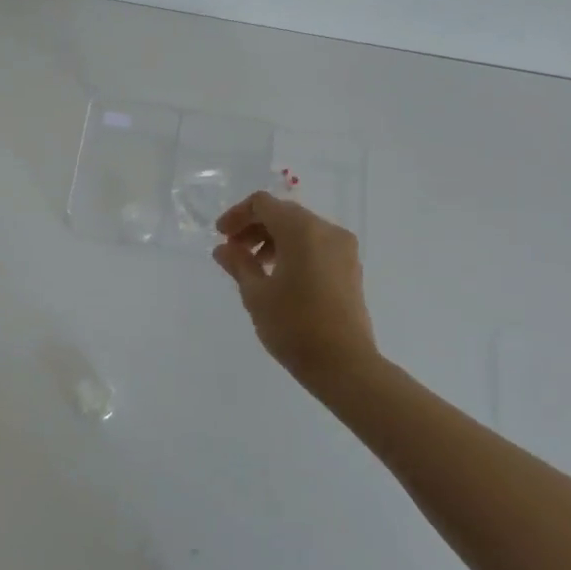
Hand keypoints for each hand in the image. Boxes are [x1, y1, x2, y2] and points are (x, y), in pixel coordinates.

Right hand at [212, 192, 381, 402]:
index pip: (263, 204)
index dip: (237, 215)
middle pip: (283, 214)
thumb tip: (223, 248)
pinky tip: (279, 276)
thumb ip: (238, 264)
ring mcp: (343, 249)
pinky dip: (293, 250)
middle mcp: (327, 231)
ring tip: (254, 267)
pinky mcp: (350, 267)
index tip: (221, 236)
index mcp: (302, 230)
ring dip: (273, 239)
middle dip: (254, 227)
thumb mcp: (256, 294)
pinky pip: (316, 245)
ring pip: (301, 229)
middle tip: (233, 252)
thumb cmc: (294, 326)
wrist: (344, 365)